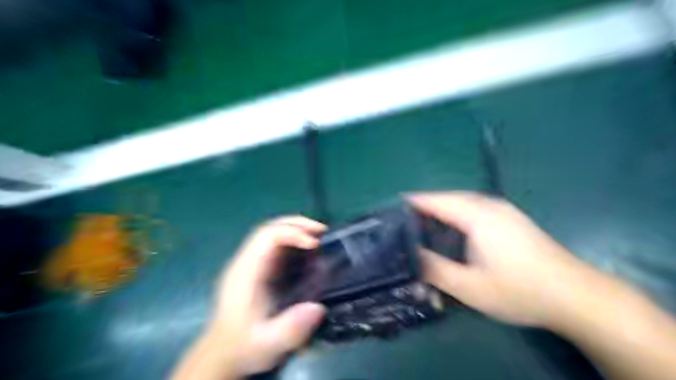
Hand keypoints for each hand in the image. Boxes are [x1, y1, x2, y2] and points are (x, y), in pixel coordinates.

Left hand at [210, 215, 329, 375]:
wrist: (223, 354)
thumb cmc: (243, 346)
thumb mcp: (268, 344)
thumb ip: (290, 328)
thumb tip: (318, 307)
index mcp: (246, 272)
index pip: (266, 237)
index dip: (292, 233)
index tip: (314, 244)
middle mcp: (247, 261)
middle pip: (270, 228)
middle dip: (298, 224)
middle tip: (323, 231)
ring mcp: (252, 264)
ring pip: (273, 233)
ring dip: (298, 230)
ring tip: (321, 238)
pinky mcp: (259, 269)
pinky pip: (277, 246)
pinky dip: (295, 242)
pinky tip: (310, 252)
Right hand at [409, 191, 590, 327]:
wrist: (577, 296)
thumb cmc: (520, 291)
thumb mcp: (469, 287)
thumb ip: (434, 269)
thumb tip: (409, 256)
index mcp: (476, 215)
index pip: (434, 200)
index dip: (410, 203)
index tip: (389, 211)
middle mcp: (488, 205)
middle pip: (446, 199)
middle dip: (423, 208)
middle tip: (402, 224)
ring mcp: (502, 210)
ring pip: (460, 203)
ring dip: (440, 212)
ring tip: (421, 227)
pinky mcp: (510, 219)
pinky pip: (473, 209)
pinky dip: (455, 216)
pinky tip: (452, 232)